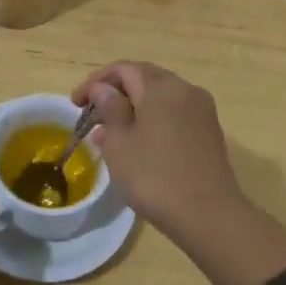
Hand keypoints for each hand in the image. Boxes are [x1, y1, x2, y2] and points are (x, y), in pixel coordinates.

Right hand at [72, 61, 244, 234]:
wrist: (209, 215)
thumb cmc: (155, 176)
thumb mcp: (119, 143)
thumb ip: (109, 108)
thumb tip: (104, 89)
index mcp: (160, 87)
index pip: (122, 69)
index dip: (95, 82)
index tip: (76, 104)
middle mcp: (185, 89)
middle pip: (144, 78)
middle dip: (115, 92)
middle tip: (92, 115)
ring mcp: (201, 110)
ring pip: (160, 98)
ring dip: (133, 108)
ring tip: (110, 134)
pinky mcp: (209, 132)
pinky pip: (174, 114)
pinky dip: (153, 121)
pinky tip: (138, 144)